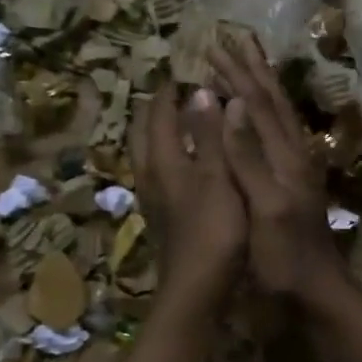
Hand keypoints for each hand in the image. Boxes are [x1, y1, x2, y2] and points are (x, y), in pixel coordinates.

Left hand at [128, 86, 245, 320]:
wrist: (196, 289)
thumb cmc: (214, 232)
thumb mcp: (218, 178)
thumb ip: (209, 136)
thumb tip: (200, 92)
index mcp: (164, 161)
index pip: (160, 115)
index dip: (170, 92)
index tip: (181, 72)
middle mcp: (151, 176)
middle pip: (143, 134)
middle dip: (155, 110)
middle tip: (172, 93)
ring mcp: (154, 199)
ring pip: (147, 156)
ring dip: (157, 134)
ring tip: (176, 122)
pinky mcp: (162, 218)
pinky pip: (157, 175)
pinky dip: (166, 158)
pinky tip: (182, 165)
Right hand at [209, 31, 351, 311]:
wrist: (319, 293)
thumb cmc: (285, 258)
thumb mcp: (264, 208)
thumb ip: (247, 158)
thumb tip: (230, 104)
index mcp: (285, 157)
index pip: (257, 105)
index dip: (236, 75)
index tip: (213, 46)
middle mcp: (295, 155)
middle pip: (272, 102)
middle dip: (251, 70)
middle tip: (231, 40)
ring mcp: (298, 170)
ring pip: (280, 116)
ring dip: (262, 86)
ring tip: (247, 64)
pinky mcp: (296, 185)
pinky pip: (280, 135)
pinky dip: (266, 115)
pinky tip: (261, 116)